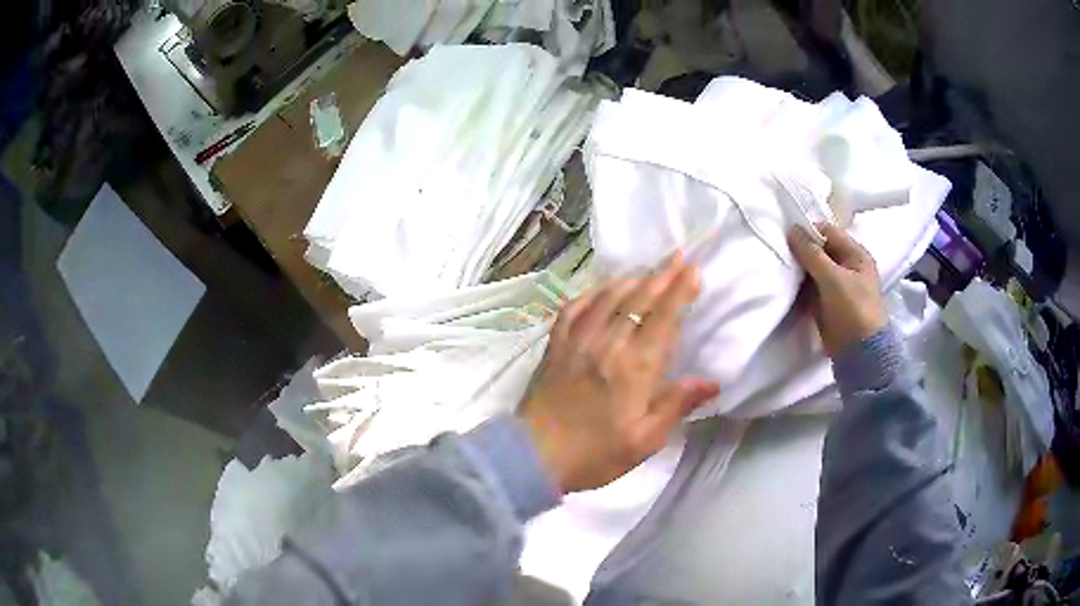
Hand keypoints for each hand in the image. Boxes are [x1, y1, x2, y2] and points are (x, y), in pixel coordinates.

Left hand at [518, 255, 719, 493]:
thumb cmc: (595, 454)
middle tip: (678, 256)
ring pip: (607, 297)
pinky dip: (591, 294)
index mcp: (634, 367)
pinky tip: (600, 290)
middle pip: (638, 299)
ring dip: (630, 279)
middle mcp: (607, 344)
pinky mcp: (555, 346)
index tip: (694, 271)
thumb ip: (676, 405)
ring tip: (647, 271)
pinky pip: (573, 308)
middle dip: (661, 275)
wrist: (533, 457)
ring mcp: (576, 341)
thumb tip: (711, 382)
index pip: (663, 317)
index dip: (680, 291)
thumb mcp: (644, 440)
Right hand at [787, 224, 886, 357]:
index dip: (809, 233)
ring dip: (800, 270)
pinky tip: (788, 286)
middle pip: (820, 250)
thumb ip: (812, 253)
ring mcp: (838, 286)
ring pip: (814, 269)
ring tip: (782, 270)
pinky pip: (812, 287)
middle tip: (783, 255)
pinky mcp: (829, 303)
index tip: (788, 239)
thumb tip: (792, 229)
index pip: (829, 232)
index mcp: (856, 254)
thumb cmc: (852, 309)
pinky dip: (801, 286)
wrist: (859, 352)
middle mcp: (848, 266)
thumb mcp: (833, 278)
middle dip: (802, 252)